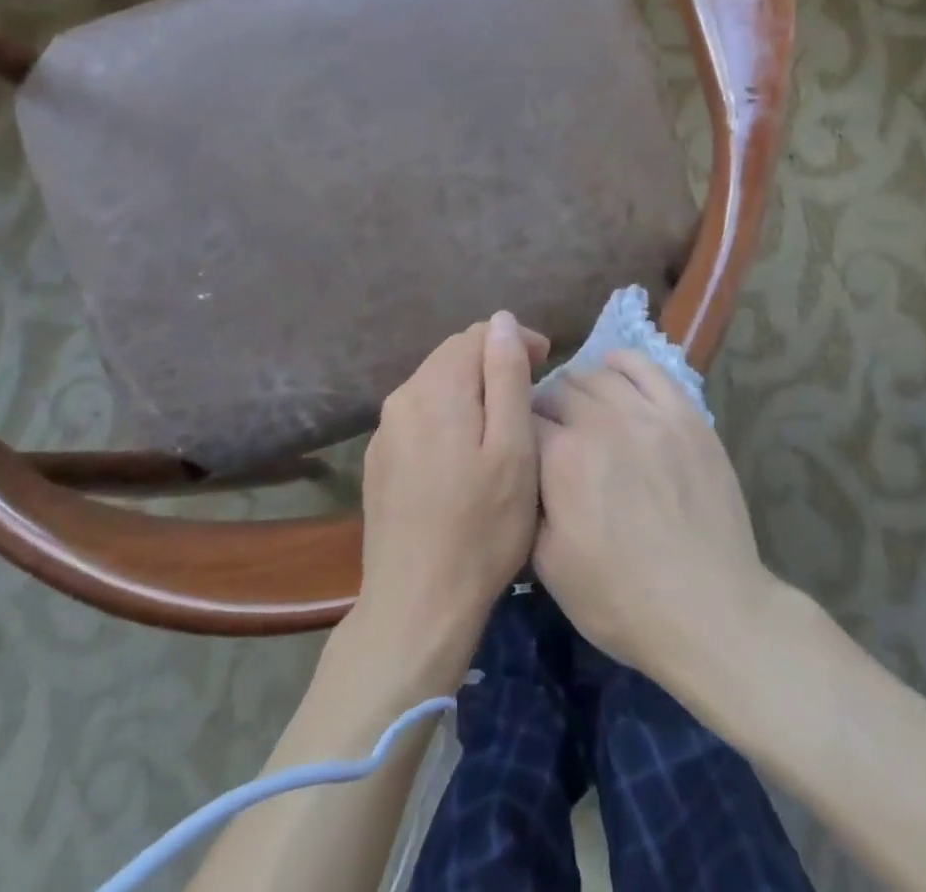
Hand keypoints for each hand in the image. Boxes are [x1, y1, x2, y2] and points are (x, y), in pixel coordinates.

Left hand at [355, 312, 548, 670]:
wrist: (417, 604)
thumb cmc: (481, 526)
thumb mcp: (513, 448)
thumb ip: (507, 376)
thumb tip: (501, 321)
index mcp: (437, 387)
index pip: (478, 334)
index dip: (515, 340)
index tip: (546, 363)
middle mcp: (403, 397)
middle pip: (453, 355)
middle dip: (493, 361)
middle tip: (530, 391)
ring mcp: (385, 431)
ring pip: (436, 384)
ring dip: (471, 388)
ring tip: (503, 420)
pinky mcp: (379, 460)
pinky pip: (419, 415)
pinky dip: (449, 415)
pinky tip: (465, 450)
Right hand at [533, 351, 776, 686]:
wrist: (709, 610)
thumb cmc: (622, 599)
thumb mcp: (548, 566)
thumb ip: (526, 504)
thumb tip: (521, 469)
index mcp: (561, 459)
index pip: (521, 418)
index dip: (516, 433)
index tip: (520, 450)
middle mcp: (601, 422)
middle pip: (557, 389)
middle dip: (545, 409)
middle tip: (552, 437)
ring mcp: (647, 412)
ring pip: (597, 374)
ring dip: (580, 388)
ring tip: (584, 412)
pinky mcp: (685, 413)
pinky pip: (645, 367)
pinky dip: (622, 364)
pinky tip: (615, 375)